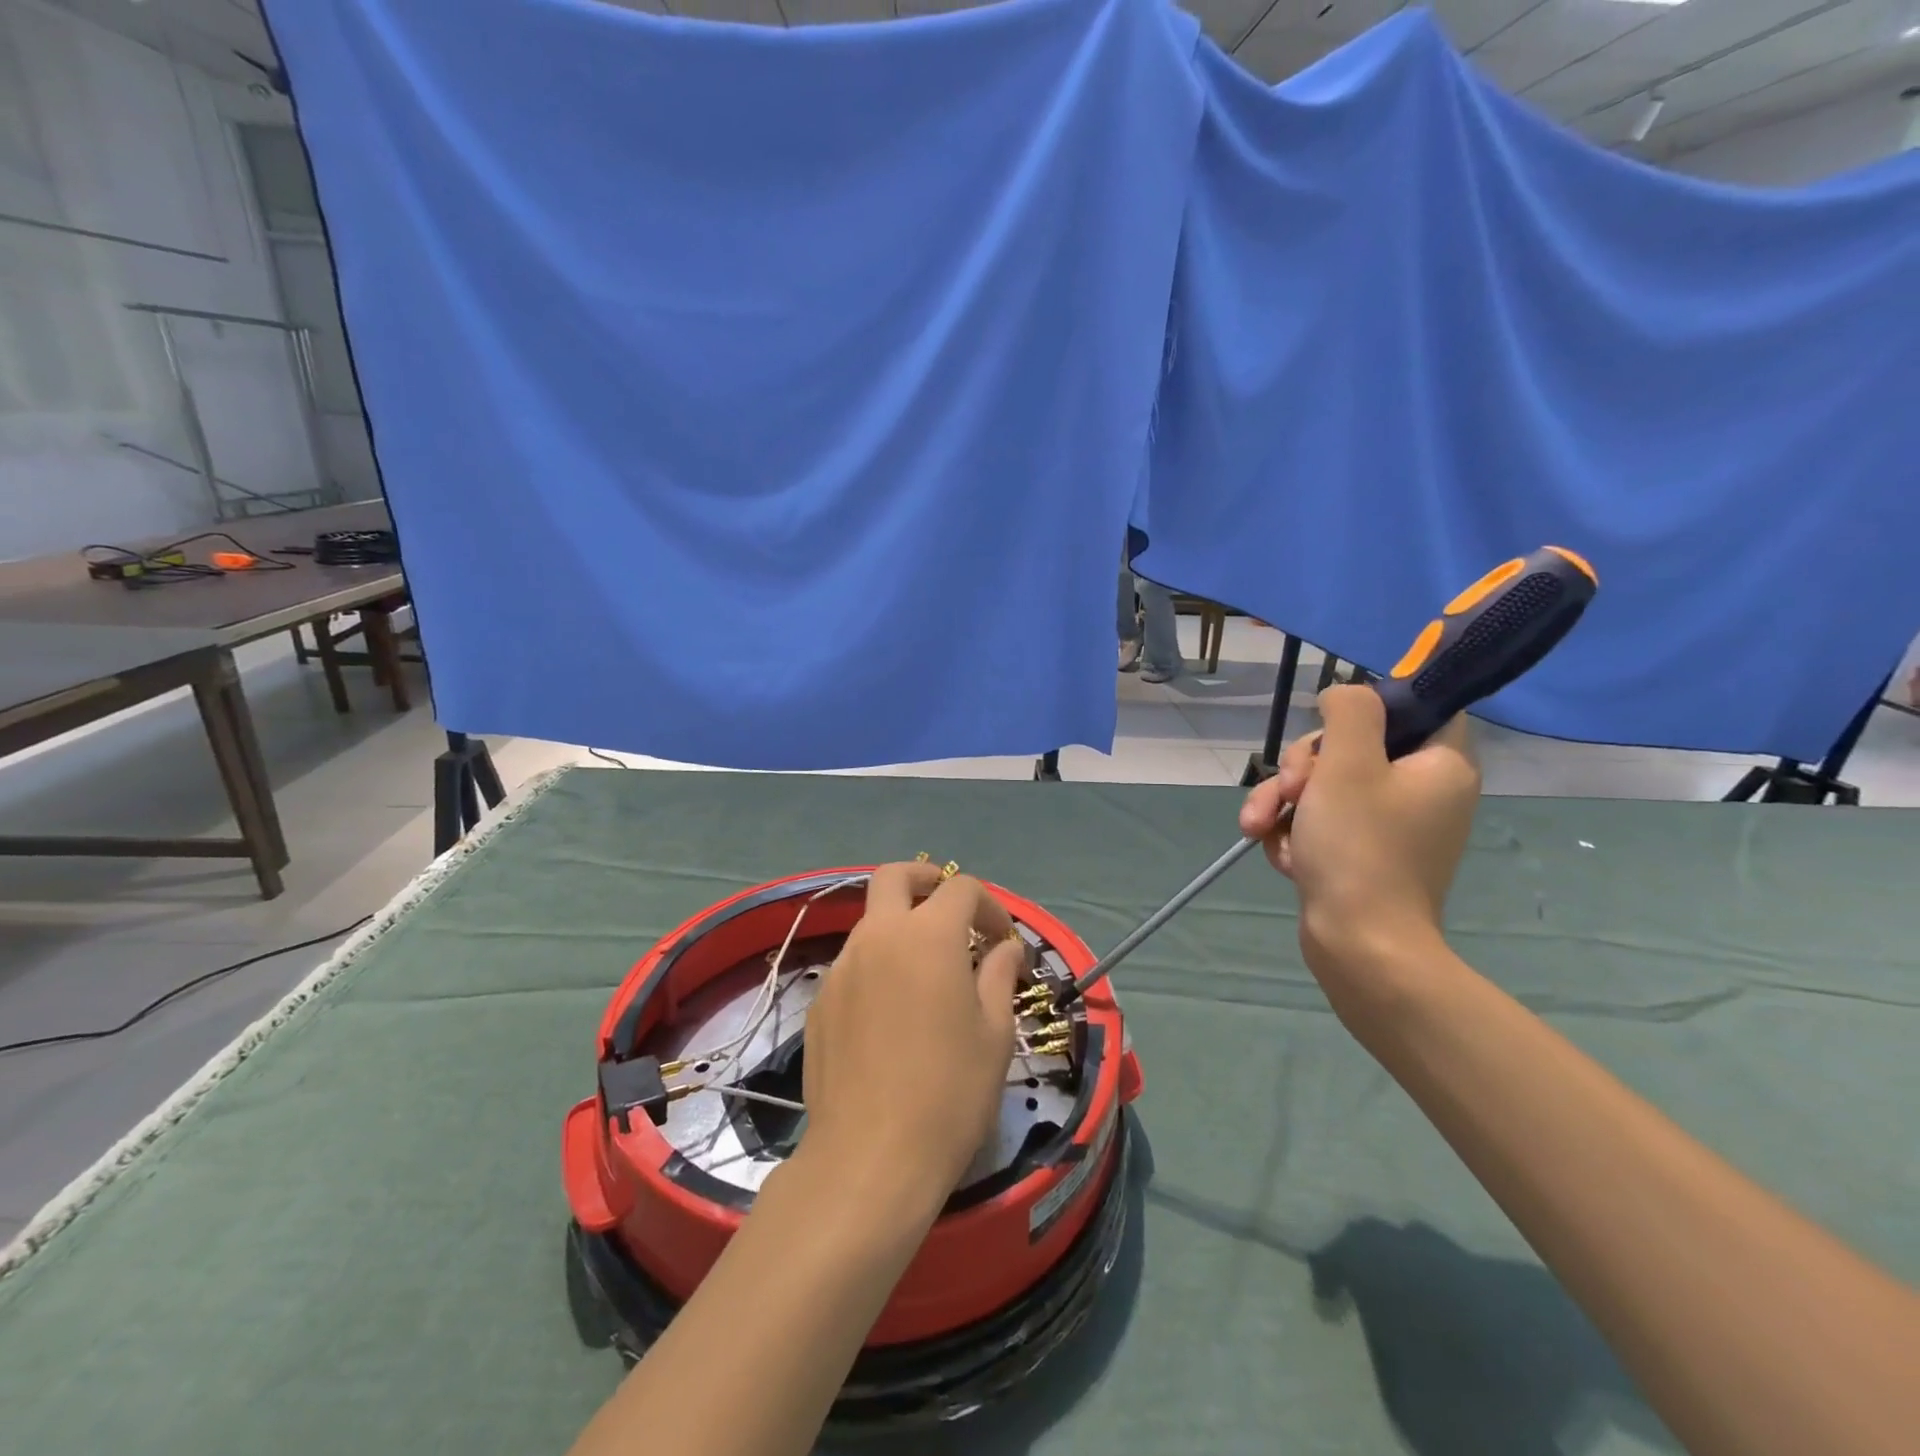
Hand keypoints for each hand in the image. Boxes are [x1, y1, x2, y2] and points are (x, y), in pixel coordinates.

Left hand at [798, 862, 1023, 1204]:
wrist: (869, 1158)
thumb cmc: (949, 1094)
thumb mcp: (994, 1034)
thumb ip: (999, 976)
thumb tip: (1005, 948)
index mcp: (927, 936)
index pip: (961, 890)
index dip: (990, 906)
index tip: (1003, 941)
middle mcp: (878, 937)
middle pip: (895, 876)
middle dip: (927, 879)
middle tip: (952, 908)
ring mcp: (842, 967)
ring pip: (871, 920)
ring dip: (901, 926)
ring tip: (927, 970)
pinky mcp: (821, 1000)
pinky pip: (854, 963)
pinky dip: (879, 965)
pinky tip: (893, 1011)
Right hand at [1238, 685, 1478, 1009]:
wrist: (1360, 947)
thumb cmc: (1359, 847)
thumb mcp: (1346, 762)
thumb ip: (1349, 712)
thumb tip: (1344, 696)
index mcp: (1440, 765)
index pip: (1419, 708)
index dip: (1369, 709)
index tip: (1331, 727)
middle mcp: (1422, 792)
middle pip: (1353, 748)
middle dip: (1302, 766)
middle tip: (1290, 791)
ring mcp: (1390, 827)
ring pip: (1325, 786)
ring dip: (1284, 802)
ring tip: (1259, 828)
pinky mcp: (1361, 856)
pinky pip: (1321, 823)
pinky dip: (1295, 834)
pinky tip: (1283, 856)